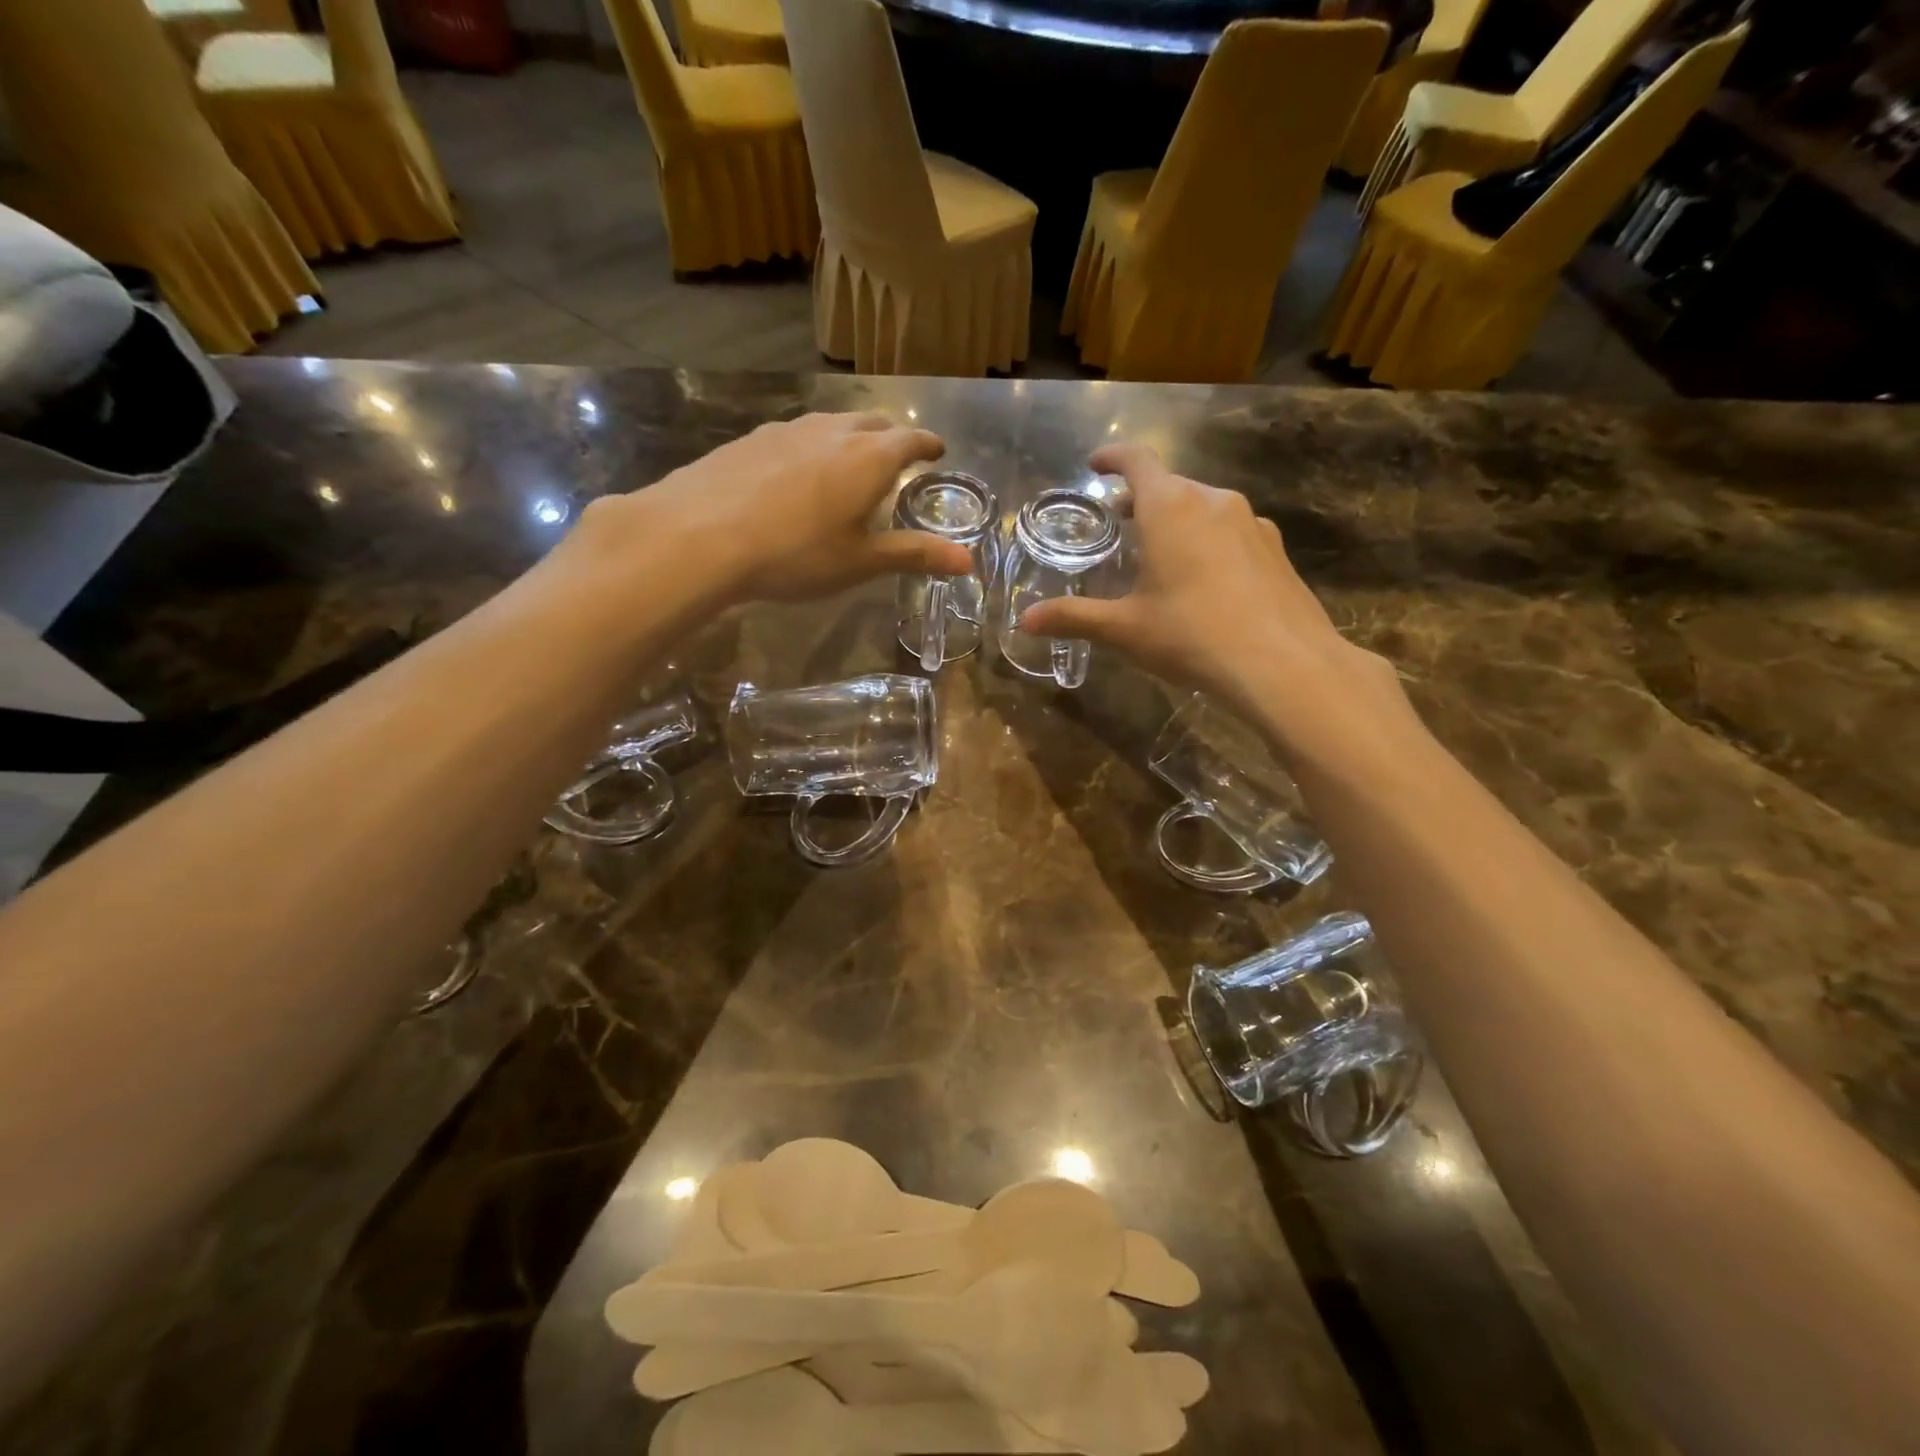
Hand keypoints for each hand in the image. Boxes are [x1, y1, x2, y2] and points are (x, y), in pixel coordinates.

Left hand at [559, 412, 970, 609]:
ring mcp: (786, 429)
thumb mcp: (860, 561)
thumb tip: (968, 561)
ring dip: (849, 437)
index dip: (928, 445)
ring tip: (849, 461)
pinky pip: (794, 435)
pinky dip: (810, 447)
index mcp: (869, 458)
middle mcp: (832, 431)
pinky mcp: (750, 439)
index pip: (911, 440)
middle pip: (872, 422)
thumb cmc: (795, 553)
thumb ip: (914, 555)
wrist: (700, 535)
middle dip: (891, 436)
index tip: (938, 451)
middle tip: (897, 456)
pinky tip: (795, 472)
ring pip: (830, 424)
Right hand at [1019, 445, 1406, 750]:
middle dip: (1141, 497)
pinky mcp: (1275, 549)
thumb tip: (1025, 622)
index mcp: (1170, 507)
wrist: (1282, 663)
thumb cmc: (1191, 634)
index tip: (1096, 464)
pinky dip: (1209, 540)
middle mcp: (1212, 501)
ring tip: (1161, 552)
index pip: (1137, 461)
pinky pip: (1232, 531)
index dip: (1113, 458)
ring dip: (1177, 518)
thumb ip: (1074, 618)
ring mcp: (1251, 522)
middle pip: (1170, 485)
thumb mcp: (1124, 628)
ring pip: (1204, 507)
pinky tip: (1207, 580)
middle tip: (1120, 521)